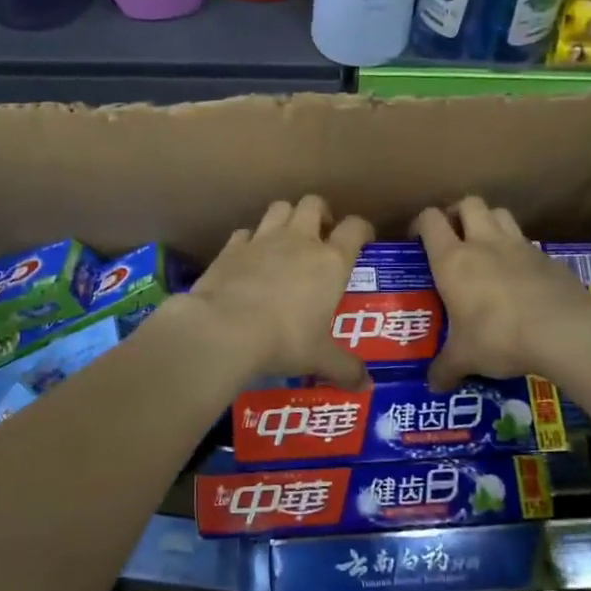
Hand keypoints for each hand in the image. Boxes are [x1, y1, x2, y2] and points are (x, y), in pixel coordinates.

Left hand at [185, 196, 373, 387]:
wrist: (223, 329)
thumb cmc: (283, 340)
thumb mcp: (319, 358)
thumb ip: (345, 368)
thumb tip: (366, 386)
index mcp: (330, 261)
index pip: (355, 228)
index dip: (362, 230)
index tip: (363, 241)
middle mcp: (299, 241)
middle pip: (314, 204)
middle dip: (321, 214)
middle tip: (321, 235)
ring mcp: (262, 240)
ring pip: (279, 208)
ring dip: (286, 217)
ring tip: (286, 239)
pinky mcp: (231, 248)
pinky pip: (245, 232)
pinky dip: (250, 240)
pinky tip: (249, 257)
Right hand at [412, 198, 590, 390]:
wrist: (565, 332)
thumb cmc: (499, 337)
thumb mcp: (465, 358)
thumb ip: (446, 368)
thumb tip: (432, 385)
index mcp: (453, 260)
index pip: (430, 220)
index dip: (421, 223)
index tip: (417, 241)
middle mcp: (484, 243)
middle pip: (468, 203)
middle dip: (458, 213)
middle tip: (454, 237)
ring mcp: (520, 246)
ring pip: (500, 213)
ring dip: (489, 222)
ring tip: (486, 247)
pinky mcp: (549, 258)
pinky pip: (528, 242)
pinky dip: (519, 250)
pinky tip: (520, 276)